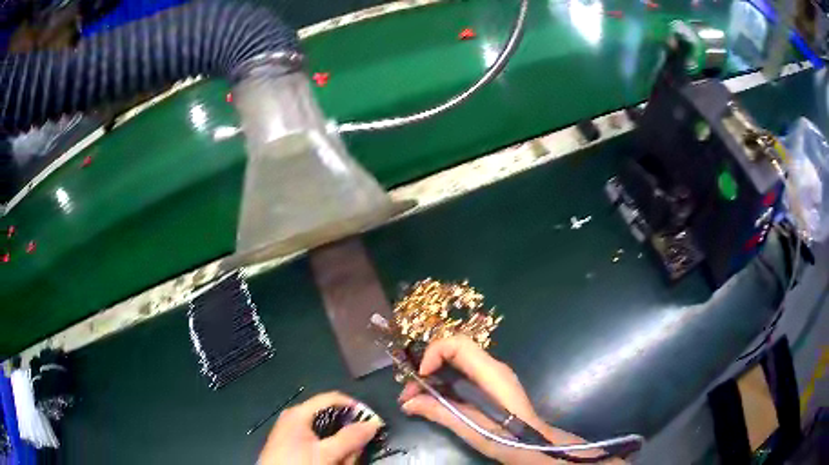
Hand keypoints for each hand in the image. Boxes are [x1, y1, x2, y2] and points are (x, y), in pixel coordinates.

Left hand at [258, 391, 380, 464]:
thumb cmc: (297, 463)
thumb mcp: (326, 453)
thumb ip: (350, 438)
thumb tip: (373, 423)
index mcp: (299, 413)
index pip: (333, 398)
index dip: (355, 407)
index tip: (372, 421)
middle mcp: (295, 419)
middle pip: (331, 419)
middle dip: (347, 437)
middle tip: (354, 453)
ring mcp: (293, 434)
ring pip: (327, 436)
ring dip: (340, 450)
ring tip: (341, 463)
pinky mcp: (292, 447)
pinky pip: (318, 445)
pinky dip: (329, 454)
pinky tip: (331, 463)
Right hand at [398, 336, 615, 463]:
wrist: (533, 445)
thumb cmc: (506, 438)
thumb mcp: (470, 428)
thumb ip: (439, 412)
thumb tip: (407, 403)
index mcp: (491, 373)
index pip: (459, 344)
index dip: (434, 352)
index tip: (420, 376)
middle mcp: (492, 368)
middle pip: (454, 351)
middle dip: (427, 367)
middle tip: (408, 392)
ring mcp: (492, 376)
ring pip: (455, 364)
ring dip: (432, 378)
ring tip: (414, 400)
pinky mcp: (490, 386)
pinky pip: (462, 376)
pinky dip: (443, 385)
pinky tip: (432, 402)